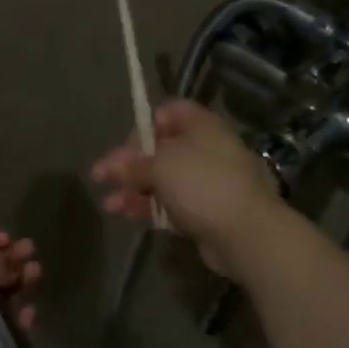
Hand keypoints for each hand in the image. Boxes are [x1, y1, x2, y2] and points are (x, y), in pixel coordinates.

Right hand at [90, 101, 284, 277]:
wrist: (247, 234)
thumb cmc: (202, 185)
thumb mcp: (160, 166)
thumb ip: (132, 164)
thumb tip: (112, 166)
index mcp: (201, 126)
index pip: (167, 113)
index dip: (143, 127)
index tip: (124, 146)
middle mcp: (206, 149)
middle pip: (160, 150)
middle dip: (128, 164)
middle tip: (101, 178)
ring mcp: (208, 182)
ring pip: (163, 180)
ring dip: (133, 189)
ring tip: (109, 205)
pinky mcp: (207, 211)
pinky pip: (172, 203)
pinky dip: (149, 207)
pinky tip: (126, 214)